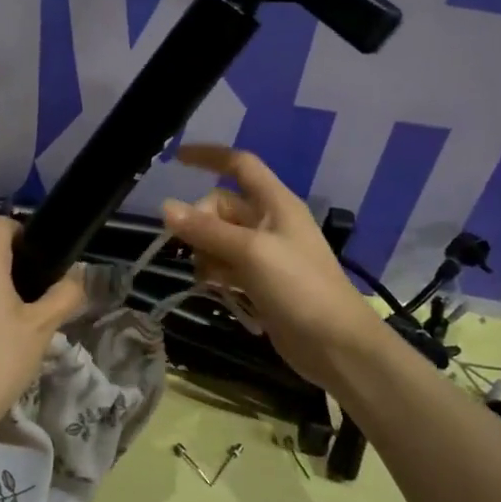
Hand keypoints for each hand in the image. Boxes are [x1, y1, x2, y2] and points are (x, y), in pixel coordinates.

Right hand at [160, 145, 386, 391]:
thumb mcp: (250, 253)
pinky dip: (215, 272)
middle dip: (200, 223)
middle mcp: (269, 222)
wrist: (336, 344)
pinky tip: (214, 289)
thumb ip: (206, 230)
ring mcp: (265, 253)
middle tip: (196, 249)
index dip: (209, 157)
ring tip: (208, 277)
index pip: (239, 165)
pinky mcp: (261, 281)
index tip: (174, 158)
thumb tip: (165, 207)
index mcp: (276, 203)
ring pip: (219, 238)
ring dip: (205, 252)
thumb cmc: (299, 287)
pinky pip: (226, 264)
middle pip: (221, 206)